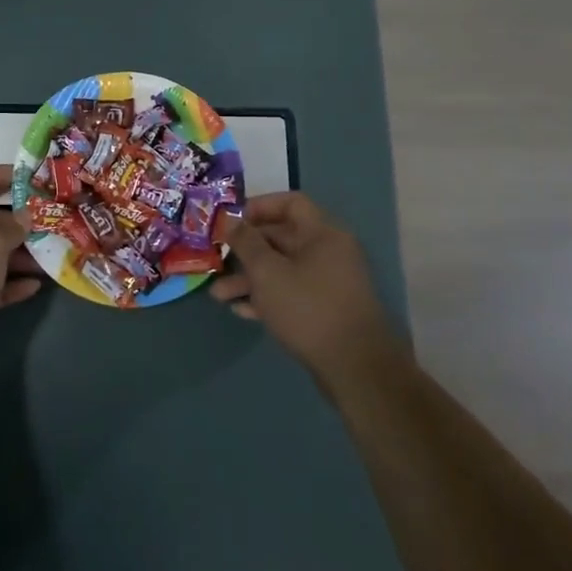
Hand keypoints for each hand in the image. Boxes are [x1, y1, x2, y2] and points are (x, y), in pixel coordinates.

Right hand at [209, 192, 406, 384]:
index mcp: (322, 233)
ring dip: (249, 279)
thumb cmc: (308, 308)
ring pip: (282, 269)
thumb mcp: (268, 272)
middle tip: (216, 259)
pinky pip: (291, 292)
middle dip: (245, 250)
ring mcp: (328, 282)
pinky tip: (240, 311)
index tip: (230, 221)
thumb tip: (230, 220)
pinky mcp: (325, 309)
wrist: (355, 368)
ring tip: (218, 295)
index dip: (258, 207)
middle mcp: (329, 252)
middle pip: (281, 238)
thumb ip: (246, 242)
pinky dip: (266, 297)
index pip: (290, 203)